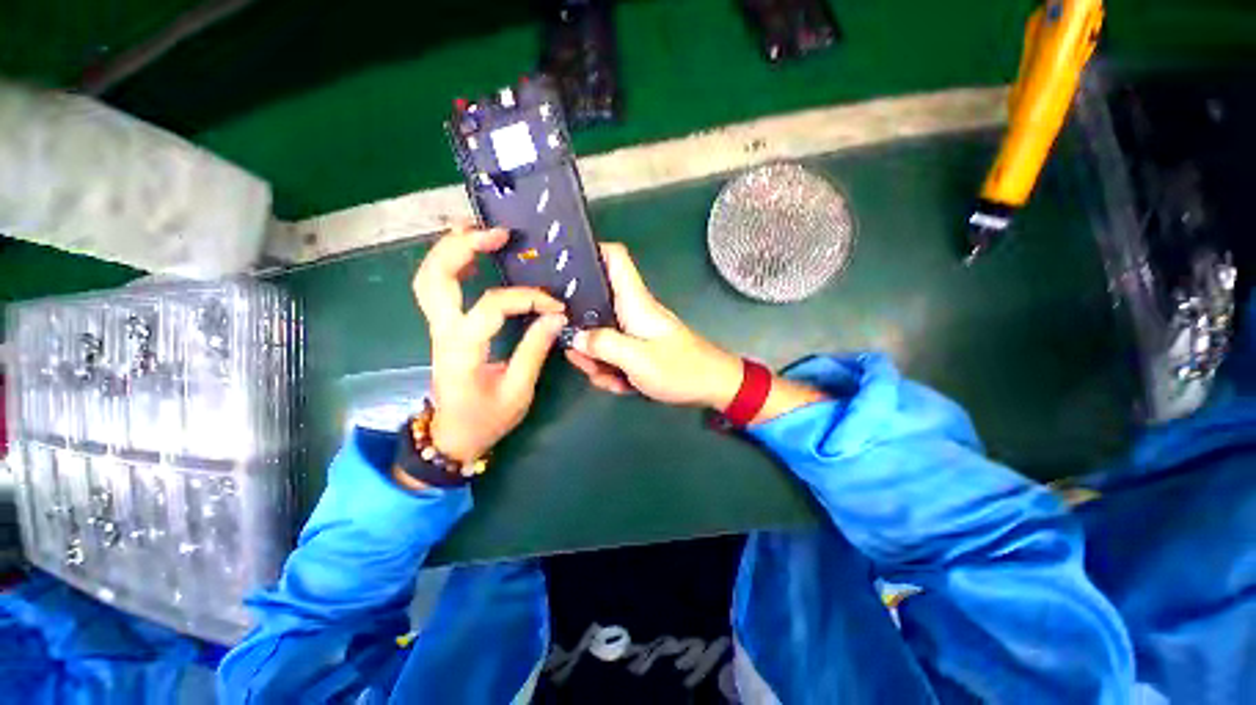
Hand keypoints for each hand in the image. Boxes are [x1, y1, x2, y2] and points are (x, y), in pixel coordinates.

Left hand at [412, 224, 567, 464]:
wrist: (453, 437)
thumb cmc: (486, 419)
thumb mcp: (518, 391)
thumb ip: (534, 351)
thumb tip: (554, 317)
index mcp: (462, 350)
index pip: (490, 306)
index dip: (526, 299)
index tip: (555, 306)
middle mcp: (442, 333)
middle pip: (434, 277)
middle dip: (462, 247)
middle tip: (497, 234)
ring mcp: (437, 328)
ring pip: (429, 278)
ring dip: (450, 249)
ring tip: (480, 232)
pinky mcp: (443, 328)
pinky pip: (437, 288)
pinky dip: (450, 264)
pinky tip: (471, 255)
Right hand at [567, 243, 828, 421]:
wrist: (712, 386)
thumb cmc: (680, 368)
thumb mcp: (637, 359)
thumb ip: (603, 345)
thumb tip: (575, 337)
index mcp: (634, 301)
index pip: (614, 257)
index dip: (590, 251)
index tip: (562, 265)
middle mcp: (632, 310)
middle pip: (594, 304)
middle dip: (581, 331)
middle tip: (579, 356)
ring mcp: (634, 330)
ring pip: (601, 334)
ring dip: (597, 359)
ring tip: (606, 377)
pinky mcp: (638, 347)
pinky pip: (613, 352)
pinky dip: (612, 370)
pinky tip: (619, 384)